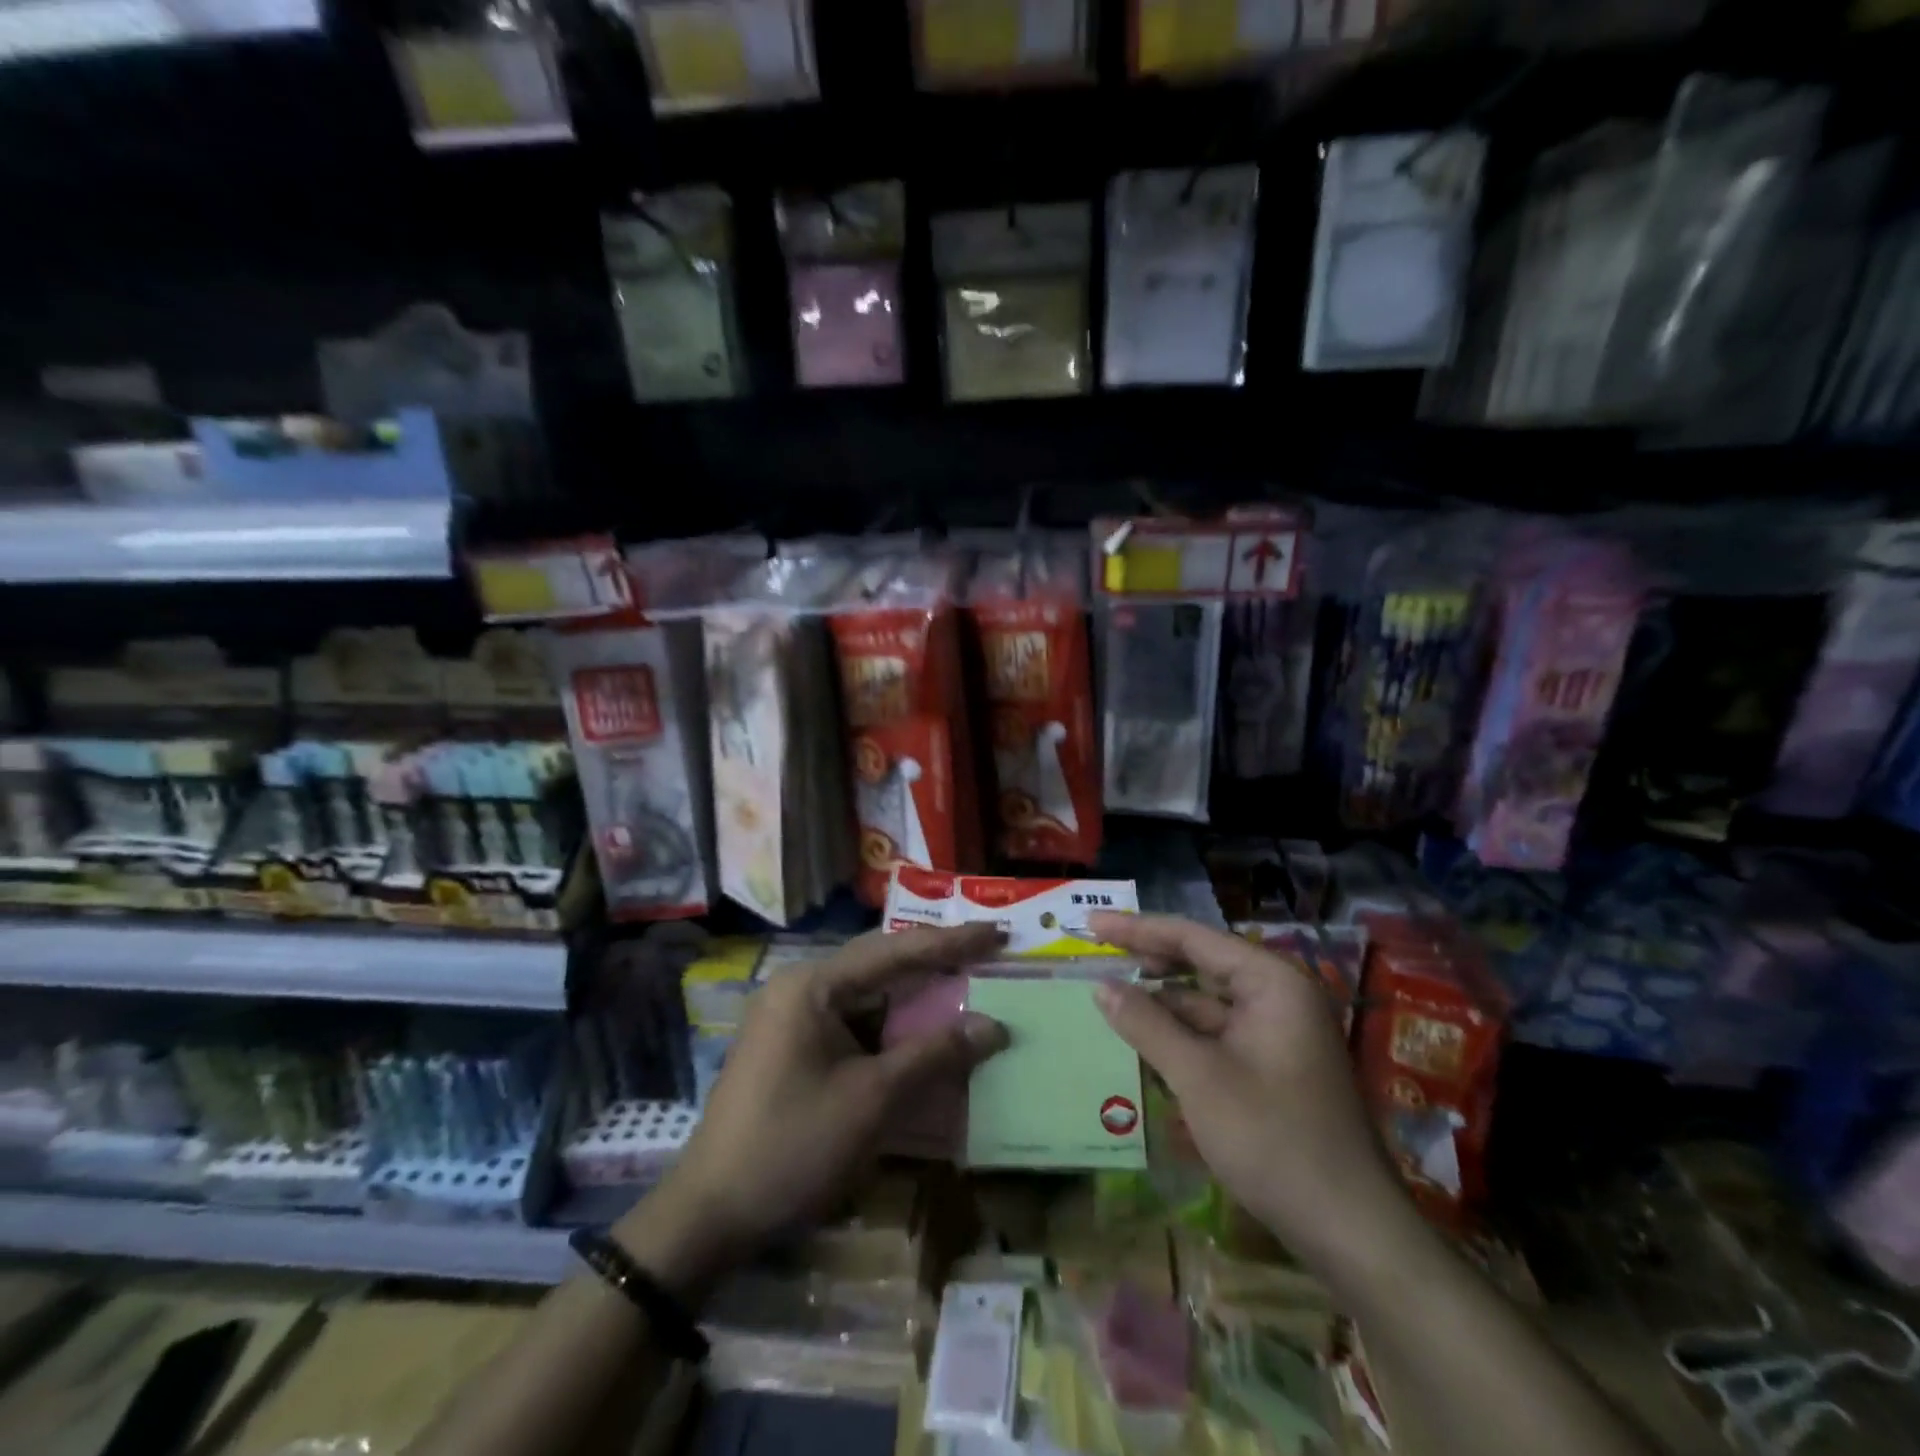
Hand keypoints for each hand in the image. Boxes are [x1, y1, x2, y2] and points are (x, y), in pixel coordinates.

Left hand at [621, 924, 1008, 1298]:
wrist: (709, 1214)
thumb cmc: (793, 1146)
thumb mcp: (872, 1100)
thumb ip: (934, 1054)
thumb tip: (995, 1026)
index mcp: (813, 985)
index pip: (895, 951)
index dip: (951, 942)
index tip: (996, 932)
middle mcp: (801, 988)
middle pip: (881, 965)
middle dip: (935, 962)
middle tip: (987, 954)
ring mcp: (794, 1018)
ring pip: (869, 996)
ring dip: (915, 999)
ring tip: (966, 987)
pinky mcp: (795, 1048)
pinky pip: (855, 1024)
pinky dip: (892, 1029)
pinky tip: (924, 1035)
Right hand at [1087, 913, 1408, 1272]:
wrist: (1350, 1231)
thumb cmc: (1273, 1140)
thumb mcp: (1199, 1078)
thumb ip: (1147, 1024)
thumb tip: (1101, 987)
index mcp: (1272, 983)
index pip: (1193, 937)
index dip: (1138, 929)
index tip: (1091, 924)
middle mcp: (1279, 996)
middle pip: (1202, 962)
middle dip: (1149, 959)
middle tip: (1097, 955)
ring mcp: (1278, 1032)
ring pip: (1207, 1001)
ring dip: (1161, 999)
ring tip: (1111, 995)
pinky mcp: (1272, 1066)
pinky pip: (1217, 1033)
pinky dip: (1180, 1032)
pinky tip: (1145, 1038)